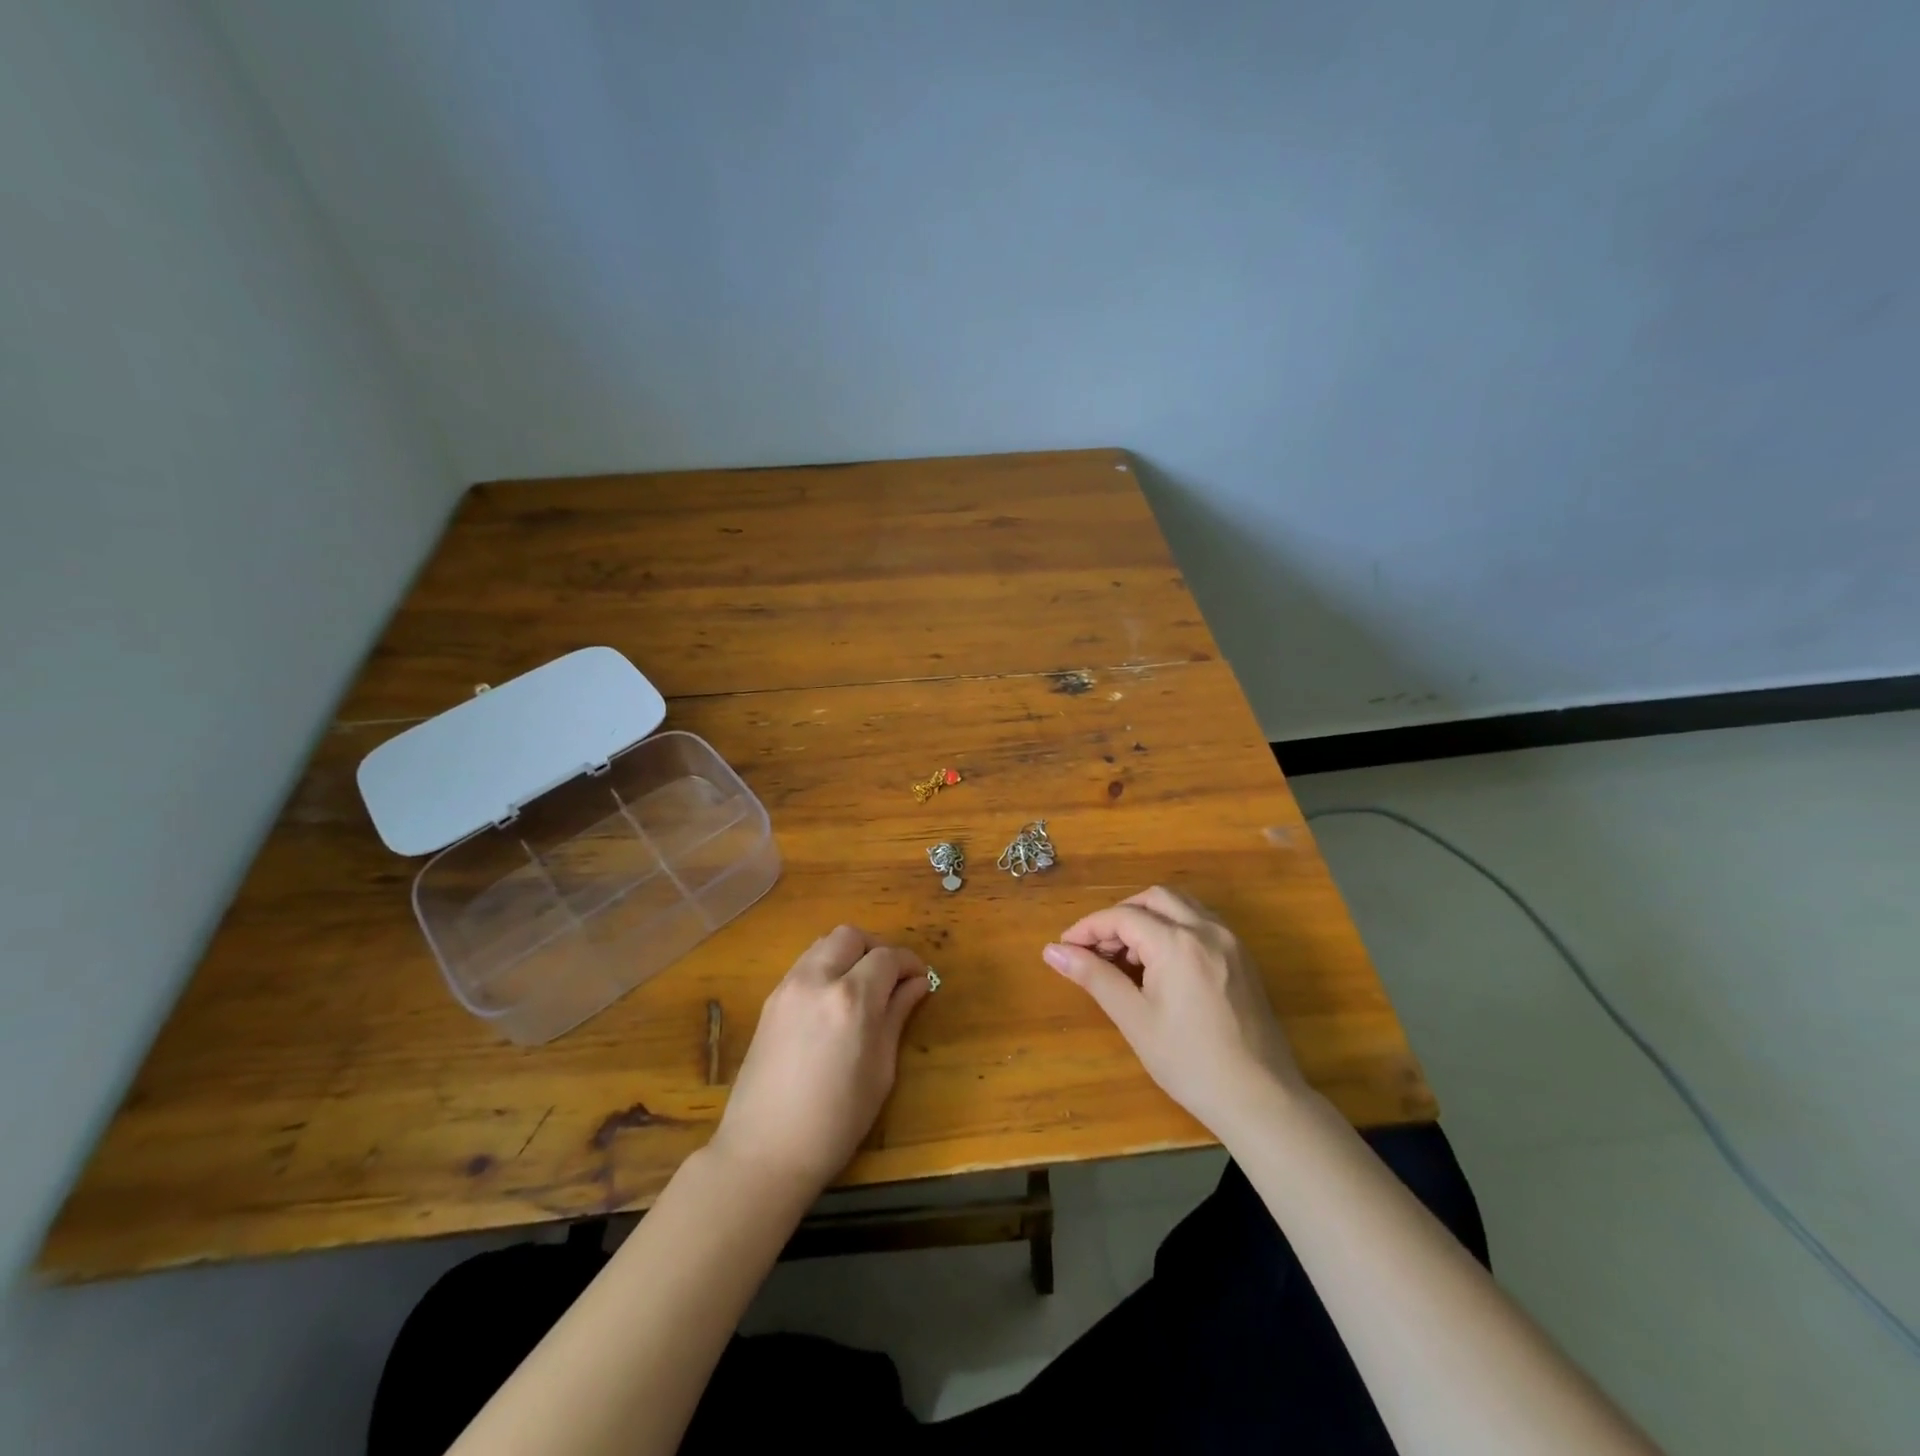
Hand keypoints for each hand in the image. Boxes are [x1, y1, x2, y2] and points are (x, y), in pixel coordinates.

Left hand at [709, 925, 930, 1194]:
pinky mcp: (770, 1000)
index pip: (887, 957)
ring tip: (862, 987)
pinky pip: (804, 965)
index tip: (920, 979)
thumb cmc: (835, 1122)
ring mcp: (788, 987)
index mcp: (852, 999)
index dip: (909, 963)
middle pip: (851, 936)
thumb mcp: (880, 1071)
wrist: (764, 1152)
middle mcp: (817, 980)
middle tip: (890, 978)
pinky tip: (833, 1002)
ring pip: (824, 944)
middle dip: (876, 949)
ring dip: (849, 954)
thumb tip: (916, 984)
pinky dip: (825, 967)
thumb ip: (897, 1016)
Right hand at [1043, 886, 1304, 1133]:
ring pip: (1180, 906)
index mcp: (1178, 943)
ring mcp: (1230, 941)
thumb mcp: (1135, 1019)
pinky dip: (1173, 928)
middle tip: (1096, 950)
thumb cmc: (1190, 1062)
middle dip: (1119, 916)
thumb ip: (1094, 977)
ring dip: (1147, 918)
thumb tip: (1052, 951)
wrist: (1261, 1099)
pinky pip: (1201, 923)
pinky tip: (1160, 964)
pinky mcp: (1242, 957)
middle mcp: (1206, 929)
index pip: (1122, 917)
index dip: (1088, 928)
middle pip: (1153, 899)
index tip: (1064, 948)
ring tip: (1126, 957)